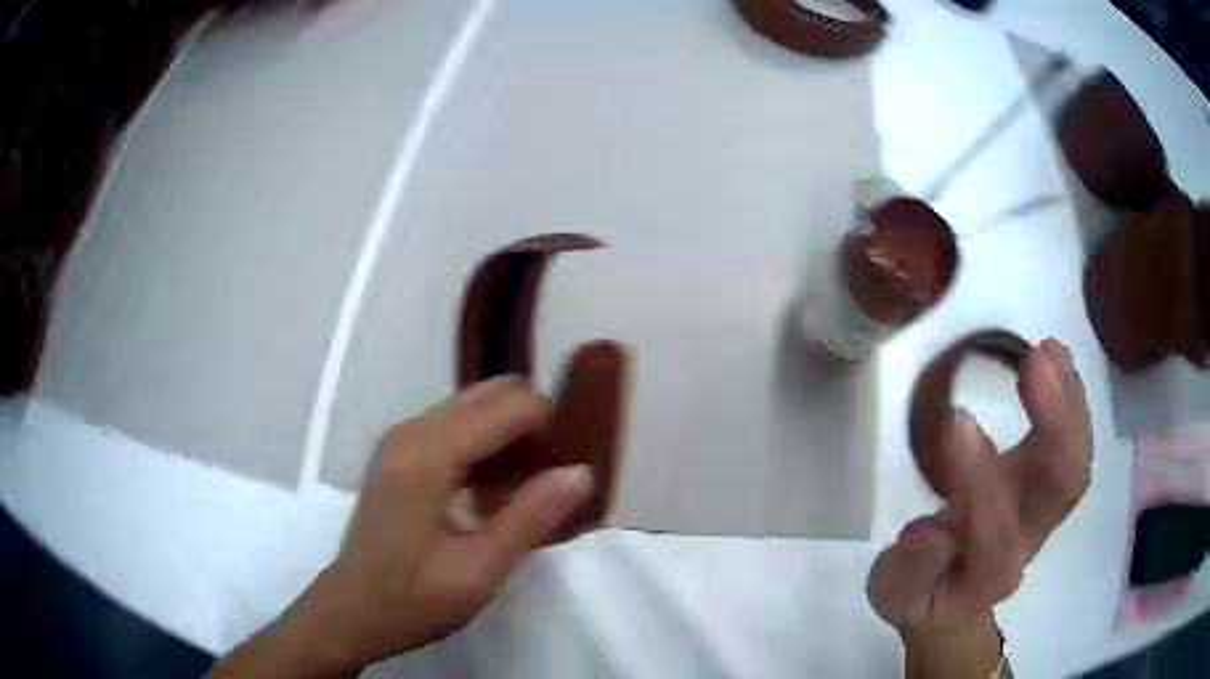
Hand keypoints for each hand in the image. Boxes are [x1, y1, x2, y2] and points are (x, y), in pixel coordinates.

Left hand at [211, 376, 592, 676]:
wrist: (352, 610)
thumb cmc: (413, 600)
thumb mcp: (479, 570)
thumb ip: (530, 517)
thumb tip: (582, 472)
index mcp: (427, 455)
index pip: (507, 407)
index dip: (551, 423)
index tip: (576, 462)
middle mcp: (411, 431)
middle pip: (490, 394)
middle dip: (533, 423)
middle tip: (557, 474)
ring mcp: (401, 439)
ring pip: (473, 407)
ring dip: (511, 434)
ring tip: (533, 484)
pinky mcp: (399, 452)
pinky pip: (455, 427)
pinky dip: (487, 445)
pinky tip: (498, 490)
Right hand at [867, 339, 1091, 635]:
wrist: (958, 602)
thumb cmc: (922, 596)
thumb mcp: (895, 594)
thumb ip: (908, 571)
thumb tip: (933, 533)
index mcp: (987, 571)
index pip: (994, 529)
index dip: (980, 480)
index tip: (957, 422)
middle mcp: (1030, 537)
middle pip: (1061, 488)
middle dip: (1056, 425)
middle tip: (1036, 362)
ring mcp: (1046, 508)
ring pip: (1076, 458)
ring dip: (1069, 403)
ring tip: (1049, 352)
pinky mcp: (1049, 482)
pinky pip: (1075, 443)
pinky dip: (1072, 397)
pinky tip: (1057, 357)